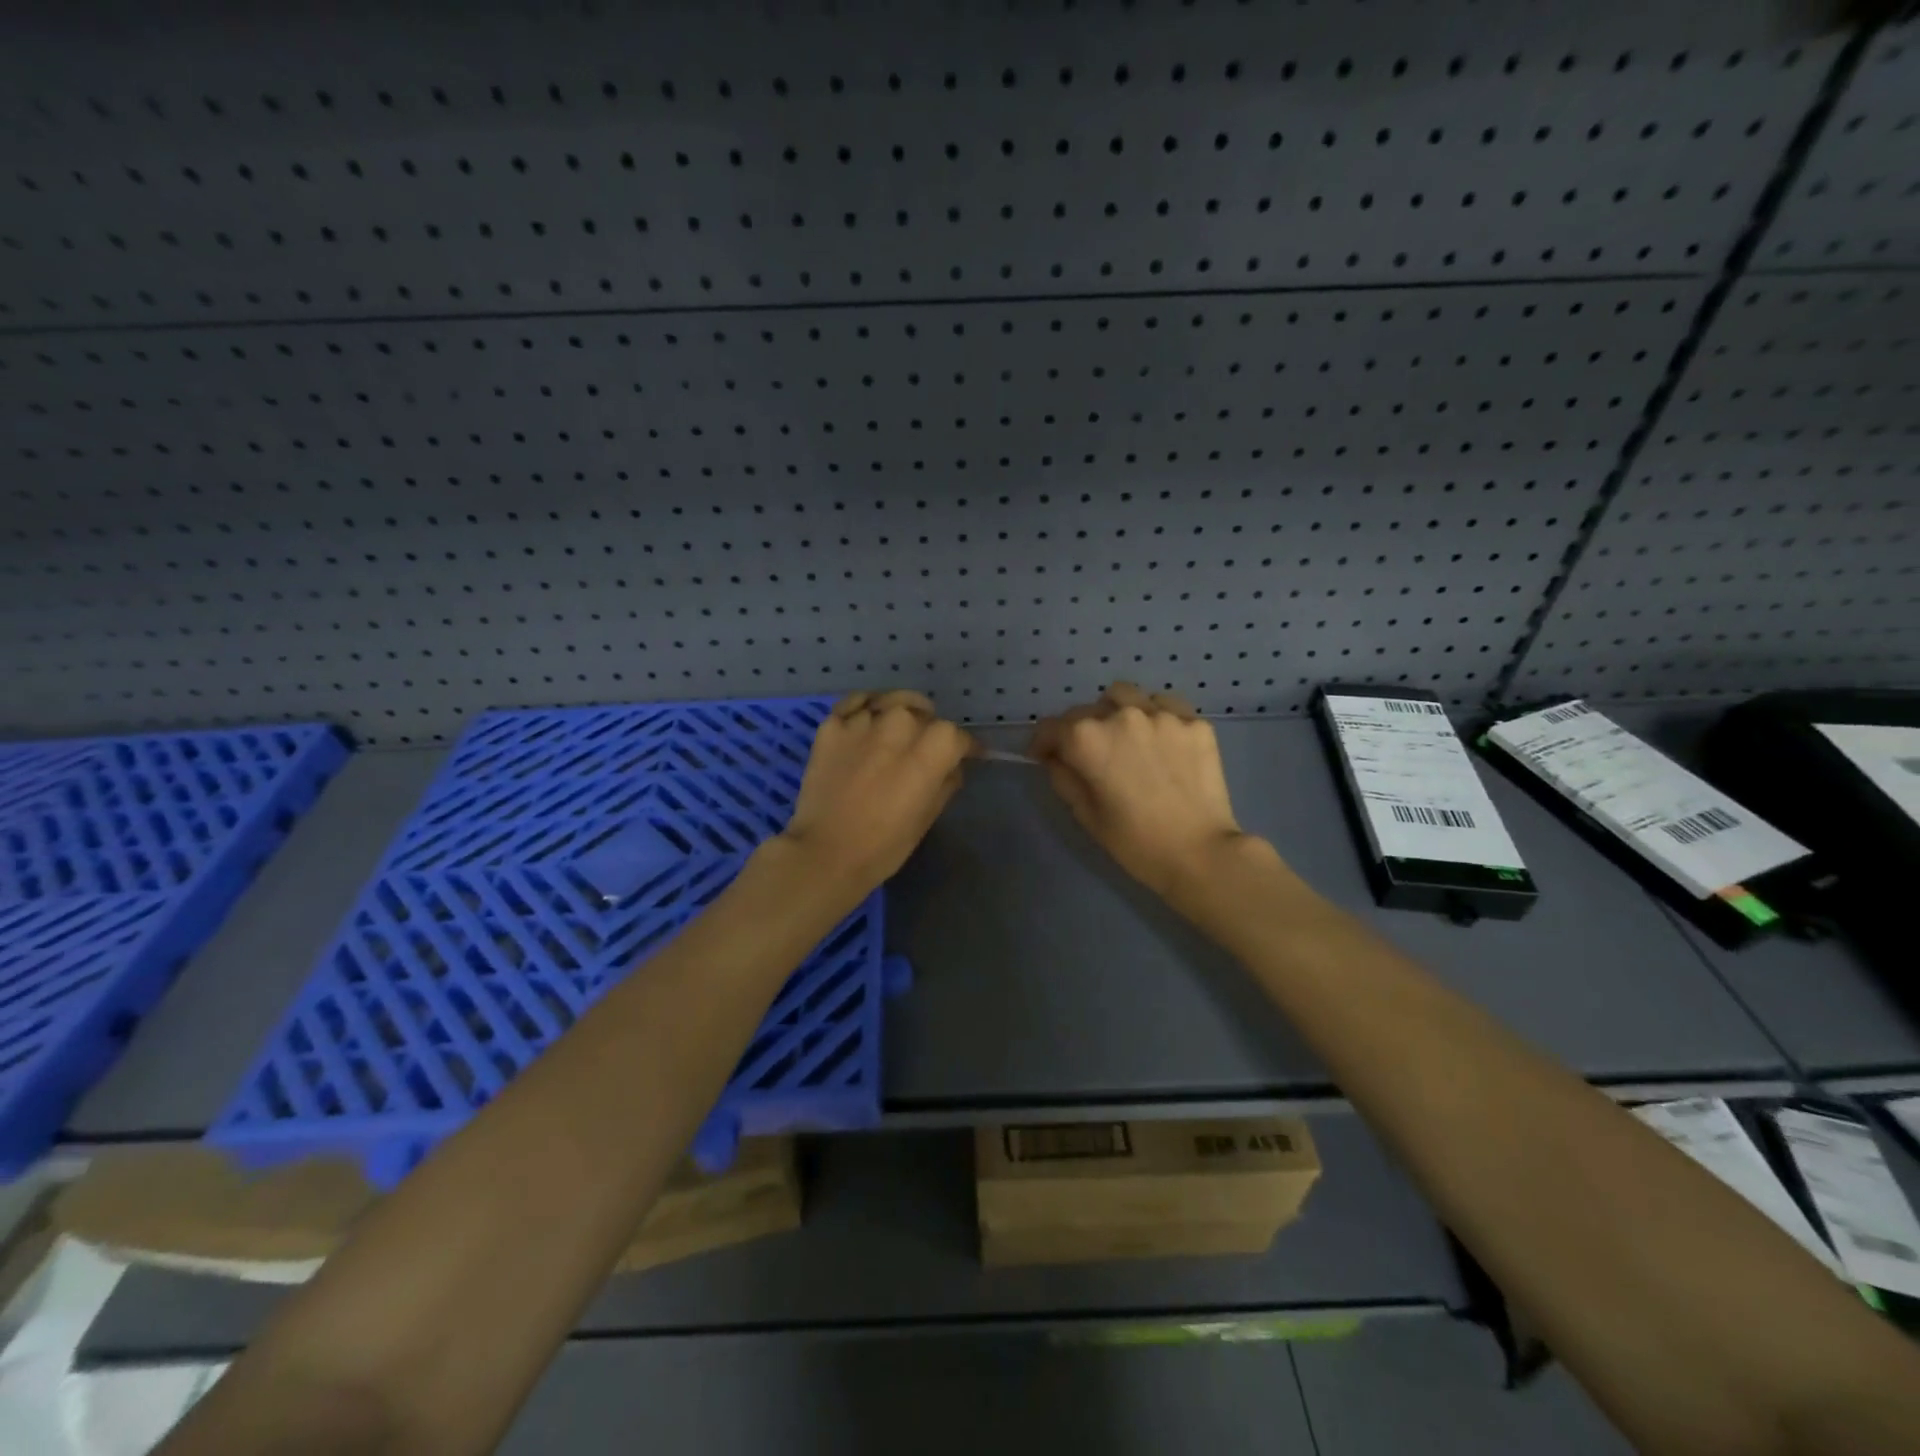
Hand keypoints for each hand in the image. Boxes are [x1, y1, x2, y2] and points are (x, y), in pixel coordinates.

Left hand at [778, 690, 976, 895]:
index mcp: (931, 749)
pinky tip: (869, 718)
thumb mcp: (927, 817)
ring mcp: (863, 721)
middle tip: (925, 748)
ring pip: (893, 701)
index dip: (965, 747)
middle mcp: (900, 724)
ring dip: (901, 713)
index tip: (968, 755)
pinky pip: (856, 702)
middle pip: (924, 714)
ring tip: (900, 726)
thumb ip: (945, 782)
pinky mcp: (832, 725)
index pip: (956, 735)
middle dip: (930, 729)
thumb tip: (952, 766)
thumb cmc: (884, 845)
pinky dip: (867, 707)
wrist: (825, 852)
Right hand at [1030, 682, 1255, 907]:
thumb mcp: (1086, 815)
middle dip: (1078, 731)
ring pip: (1125, 696)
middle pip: (1086, 710)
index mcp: (1087, 739)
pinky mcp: (1194, 721)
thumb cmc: (1135, 842)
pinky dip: (1154, 715)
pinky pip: (1164, 705)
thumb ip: (1063, 777)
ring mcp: (1161, 714)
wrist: (1201, 854)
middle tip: (1088, 756)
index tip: (1044, 757)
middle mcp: (1121, 715)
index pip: (1051, 727)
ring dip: (1115, 712)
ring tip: (1124, 738)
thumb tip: (1055, 757)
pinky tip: (1159, 739)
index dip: (1042, 743)